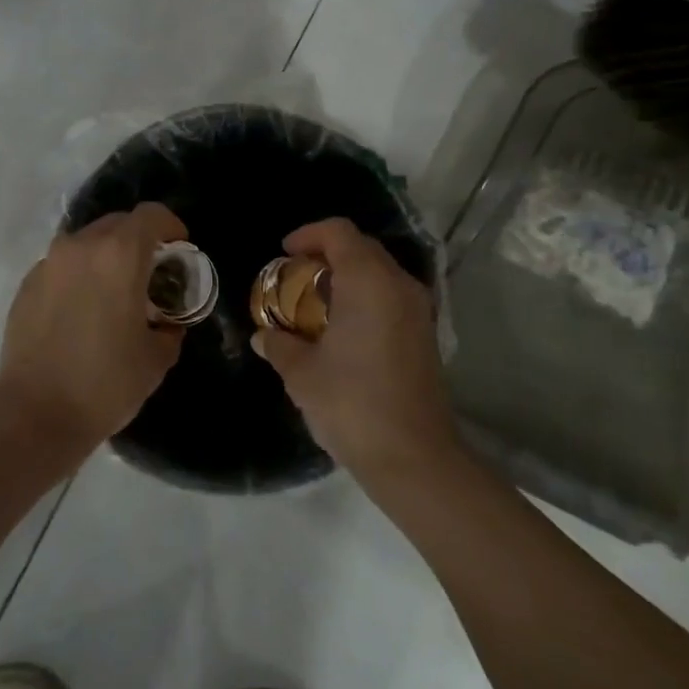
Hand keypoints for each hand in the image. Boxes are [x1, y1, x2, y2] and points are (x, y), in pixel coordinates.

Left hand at [0, 202, 187, 453]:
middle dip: (139, 240)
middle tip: (150, 273)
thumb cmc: (106, 383)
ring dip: (106, 256)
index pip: (151, 215)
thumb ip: (169, 328)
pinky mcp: (27, 285)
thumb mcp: (157, 358)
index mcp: (119, 255)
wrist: (35, 414)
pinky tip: (82, 312)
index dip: (171, 226)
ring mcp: (49, 264)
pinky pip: (62, 266)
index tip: (179, 250)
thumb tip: (166, 324)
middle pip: (117, 223)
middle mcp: (81, 247)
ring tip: (114, 293)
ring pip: (86, 242)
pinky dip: (79, 275)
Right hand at [252, 217, 459, 484]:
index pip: (339, 232)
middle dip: (325, 254)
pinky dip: (364, 297)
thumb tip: (262, 336)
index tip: (284, 254)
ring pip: (379, 272)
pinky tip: (341, 329)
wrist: (414, 457)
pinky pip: (390, 296)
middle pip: (361, 247)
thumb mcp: (302, 373)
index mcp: (369, 281)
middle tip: (294, 277)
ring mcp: (418, 309)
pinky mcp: (425, 334)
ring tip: (314, 304)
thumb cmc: (352, 403)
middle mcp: (398, 285)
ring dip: (346, 277)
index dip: (308, 235)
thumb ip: (279, 344)